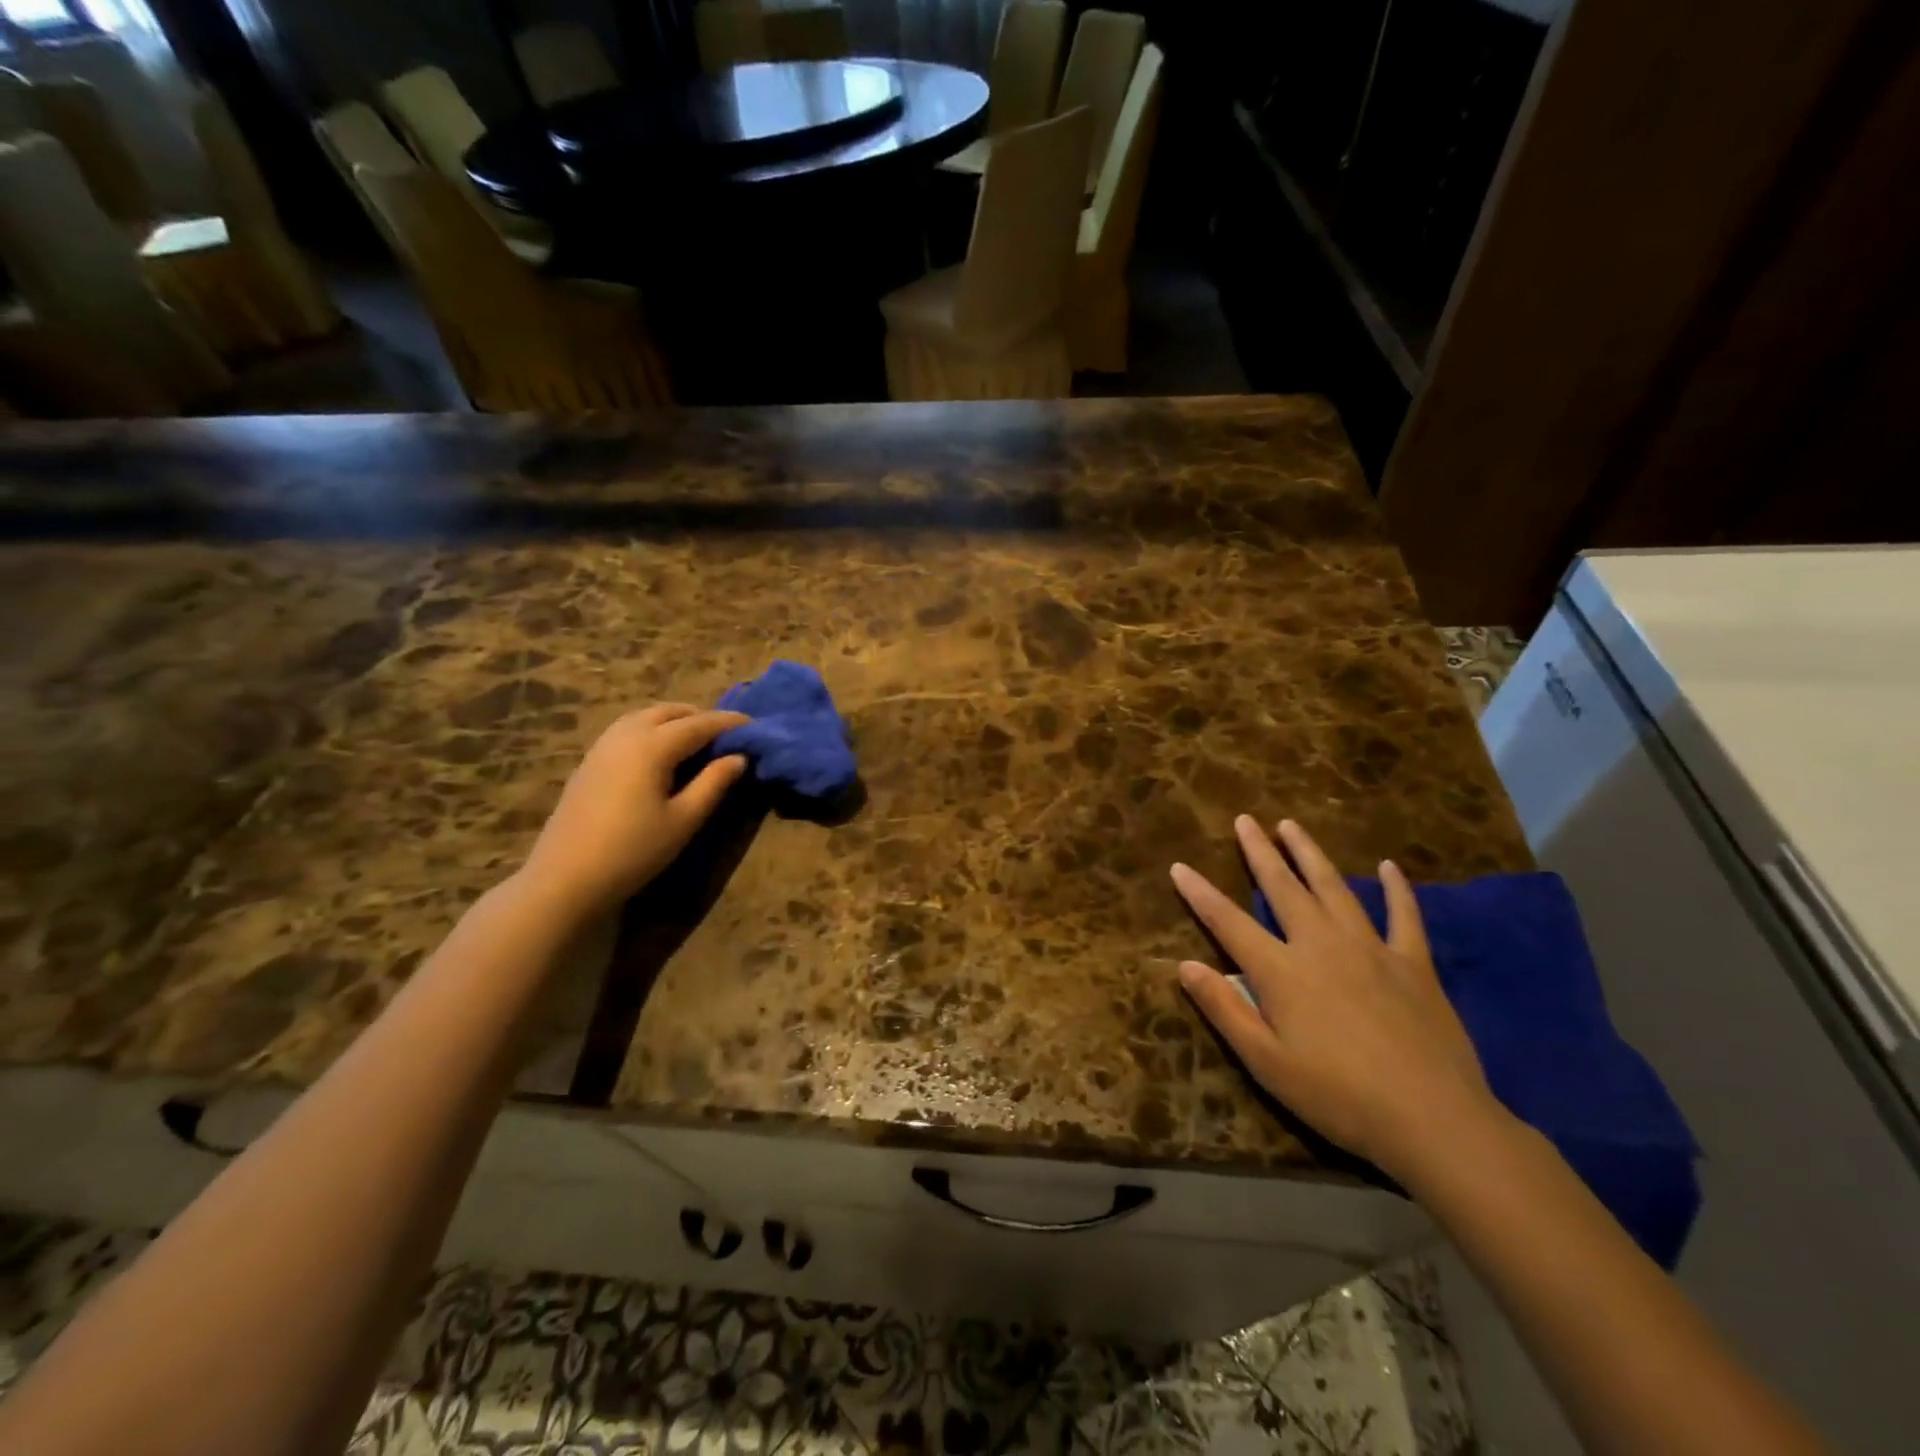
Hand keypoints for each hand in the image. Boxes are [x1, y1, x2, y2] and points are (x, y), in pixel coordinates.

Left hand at [521, 704, 748, 916]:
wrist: (565, 878)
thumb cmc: (633, 850)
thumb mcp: (684, 819)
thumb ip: (714, 783)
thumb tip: (739, 757)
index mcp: (652, 746)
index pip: (699, 724)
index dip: (729, 723)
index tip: (754, 725)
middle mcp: (626, 735)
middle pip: (670, 712)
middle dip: (701, 717)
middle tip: (726, 735)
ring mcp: (602, 746)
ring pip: (645, 717)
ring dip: (675, 720)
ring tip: (696, 741)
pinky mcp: (589, 762)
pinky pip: (627, 730)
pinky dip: (652, 730)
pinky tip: (661, 754)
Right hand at [1171, 816, 1502, 1181]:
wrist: (1433, 1121)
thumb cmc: (1338, 1097)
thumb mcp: (1266, 1063)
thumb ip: (1224, 1009)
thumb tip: (1184, 965)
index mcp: (1281, 972)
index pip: (1228, 922)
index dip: (1200, 894)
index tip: (1179, 866)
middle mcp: (1321, 946)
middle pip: (1283, 889)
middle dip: (1259, 852)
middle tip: (1245, 820)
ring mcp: (1371, 949)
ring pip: (1334, 888)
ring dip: (1310, 854)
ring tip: (1291, 825)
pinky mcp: (1414, 964)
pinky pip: (1404, 916)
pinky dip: (1397, 889)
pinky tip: (1390, 867)